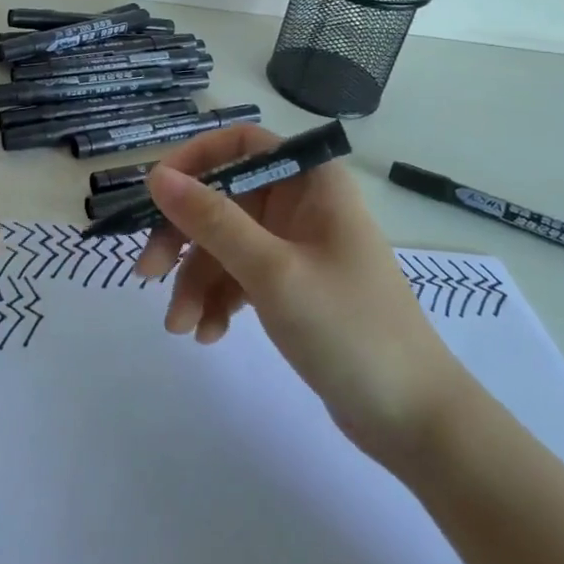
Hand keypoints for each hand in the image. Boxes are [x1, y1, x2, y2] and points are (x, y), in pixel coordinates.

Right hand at [134, 126, 472, 470]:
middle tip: (148, 272)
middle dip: (184, 236)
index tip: (158, 193)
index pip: (241, 144)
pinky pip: (240, 276)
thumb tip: (156, 176)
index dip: (195, 160)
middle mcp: (301, 204)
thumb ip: (211, 220)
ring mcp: (296, 247)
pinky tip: (208, 334)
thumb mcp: (272, 271)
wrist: (415, 420)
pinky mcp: (292, 286)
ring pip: (226, 243)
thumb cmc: (349, 329)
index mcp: (310, 182)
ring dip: (197, 280)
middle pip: (224, 198)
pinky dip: (219, 299)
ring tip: (180, 326)